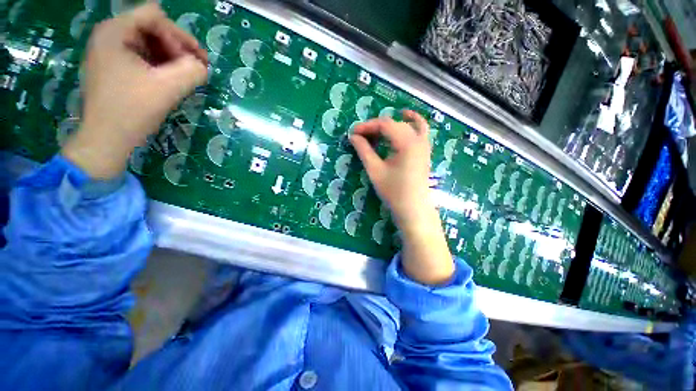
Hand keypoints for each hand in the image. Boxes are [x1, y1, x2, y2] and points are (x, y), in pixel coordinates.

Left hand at [62, 3, 207, 178]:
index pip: (155, 16)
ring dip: (170, 58)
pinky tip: (169, 81)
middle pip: (152, 27)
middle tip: (195, 70)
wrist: (106, 140)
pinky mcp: (112, 67)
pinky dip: (159, 66)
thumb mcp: (168, 88)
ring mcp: (108, 52)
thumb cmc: (132, 110)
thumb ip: (193, 71)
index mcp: (115, 31)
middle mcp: (109, 35)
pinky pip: (141, 57)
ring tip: (184, 77)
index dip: (178, 36)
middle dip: (176, 47)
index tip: (194, 62)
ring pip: (148, 43)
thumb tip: (202, 67)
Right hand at [350, 110, 432, 226]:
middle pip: (394, 124)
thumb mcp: (375, 171)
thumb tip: (353, 136)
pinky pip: (420, 129)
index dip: (367, 126)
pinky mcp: (424, 151)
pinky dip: (412, 121)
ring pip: (405, 125)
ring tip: (374, 133)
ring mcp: (424, 144)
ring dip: (389, 126)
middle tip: (360, 137)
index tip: (353, 133)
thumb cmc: (394, 192)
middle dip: (375, 127)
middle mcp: (418, 139)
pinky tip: (405, 116)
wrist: (413, 209)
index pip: (384, 125)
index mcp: (407, 143)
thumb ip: (364, 151)